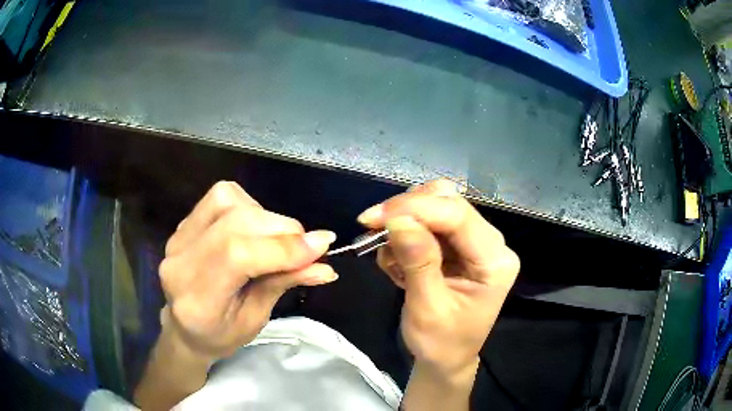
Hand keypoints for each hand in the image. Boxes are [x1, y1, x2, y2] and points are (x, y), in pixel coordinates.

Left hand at [159, 181, 337, 360]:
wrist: (184, 327)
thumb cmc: (221, 334)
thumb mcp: (255, 319)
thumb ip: (283, 285)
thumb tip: (324, 266)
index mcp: (197, 298)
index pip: (237, 256)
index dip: (282, 247)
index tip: (322, 245)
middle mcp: (181, 260)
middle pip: (234, 223)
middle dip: (281, 230)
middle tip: (308, 246)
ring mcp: (178, 237)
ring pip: (227, 201)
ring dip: (265, 215)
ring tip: (278, 240)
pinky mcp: (184, 223)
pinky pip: (221, 198)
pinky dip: (248, 206)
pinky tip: (255, 229)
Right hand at [358, 179, 519, 376]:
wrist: (445, 359)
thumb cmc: (441, 342)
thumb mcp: (427, 309)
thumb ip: (417, 262)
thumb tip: (397, 219)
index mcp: (495, 261)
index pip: (458, 216)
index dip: (415, 209)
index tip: (373, 218)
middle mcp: (491, 243)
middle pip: (448, 202)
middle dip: (407, 211)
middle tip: (372, 228)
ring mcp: (475, 242)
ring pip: (436, 206)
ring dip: (403, 224)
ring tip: (391, 260)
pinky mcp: (458, 245)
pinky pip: (428, 222)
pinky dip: (405, 236)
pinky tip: (399, 264)